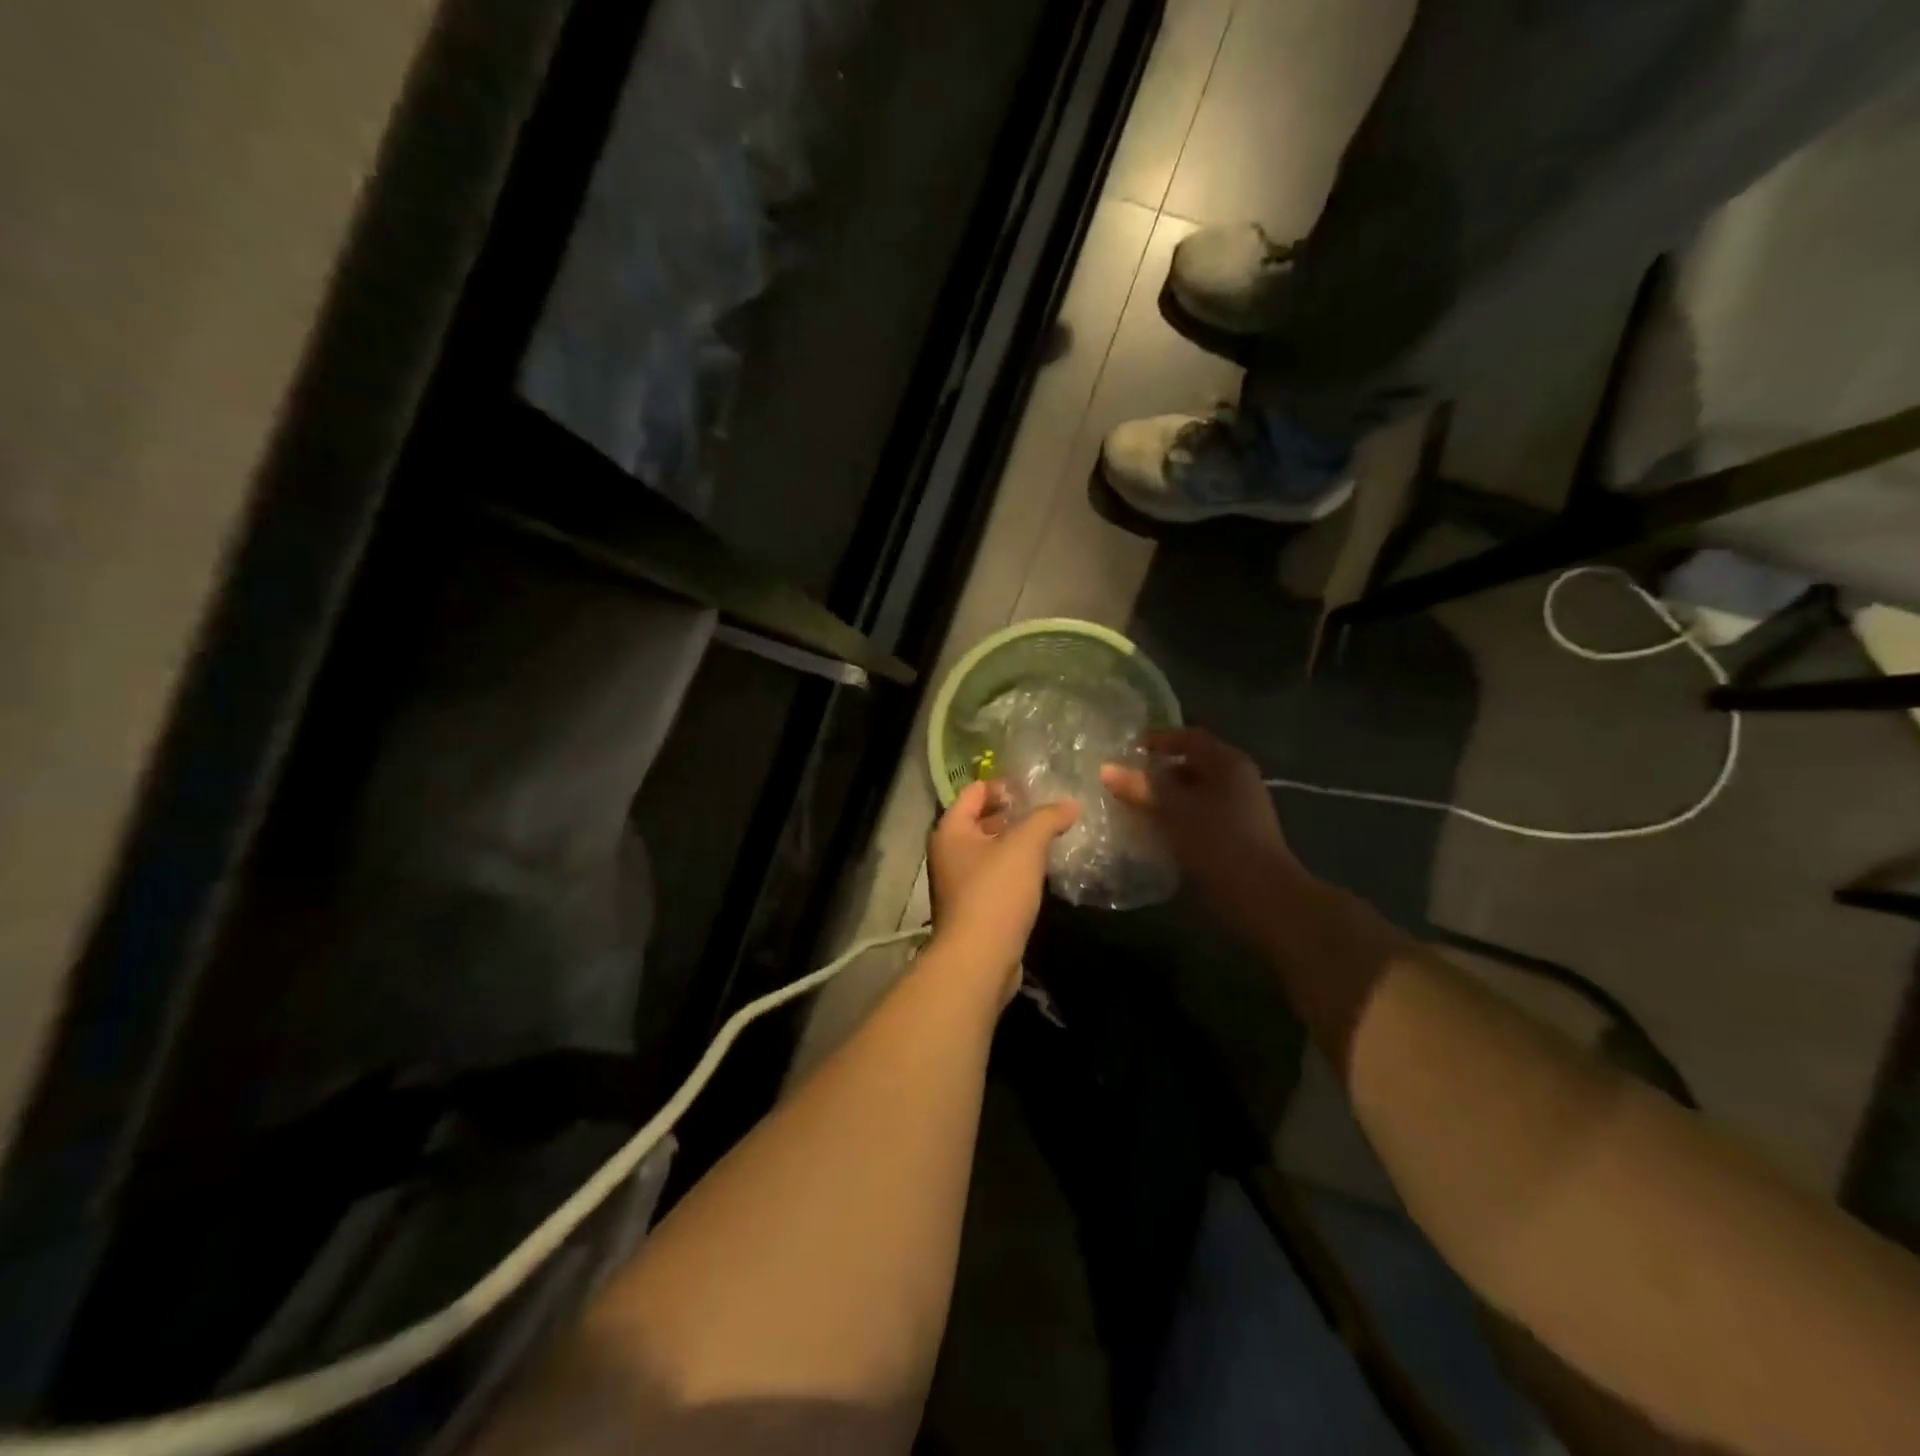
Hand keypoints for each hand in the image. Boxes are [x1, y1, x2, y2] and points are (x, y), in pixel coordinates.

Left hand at [927, 781, 1078, 999]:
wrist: (979, 959)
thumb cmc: (995, 892)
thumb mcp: (1025, 846)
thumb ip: (1047, 818)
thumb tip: (1070, 803)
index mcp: (950, 830)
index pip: (975, 791)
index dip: (1004, 784)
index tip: (1037, 786)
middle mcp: (948, 852)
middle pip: (981, 820)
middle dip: (1014, 814)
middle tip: (1050, 809)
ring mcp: (959, 882)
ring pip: (991, 850)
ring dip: (1017, 843)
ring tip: (1052, 836)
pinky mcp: (974, 908)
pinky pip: (996, 876)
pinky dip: (1016, 869)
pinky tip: (1041, 870)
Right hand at [1100, 727, 1307, 941]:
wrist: (1261, 896)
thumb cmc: (1217, 841)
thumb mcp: (1173, 809)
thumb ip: (1140, 786)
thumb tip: (1106, 768)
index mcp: (1228, 763)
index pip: (1190, 737)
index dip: (1158, 739)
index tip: (1128, 749)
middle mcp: (1237, 781)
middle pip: (1192, 766)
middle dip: (1157, 773)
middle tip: (1124, 780)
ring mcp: (1238, 811)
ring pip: (1193, 795)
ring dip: (1164, 799)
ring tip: (1131, 807)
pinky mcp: (1234, 838)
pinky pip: (1198, 818)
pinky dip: (1175, 820)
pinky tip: (1152, 832)